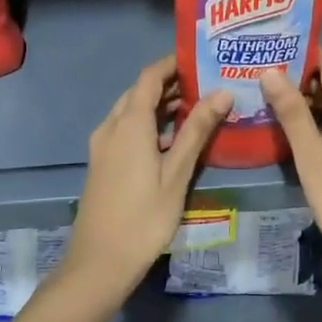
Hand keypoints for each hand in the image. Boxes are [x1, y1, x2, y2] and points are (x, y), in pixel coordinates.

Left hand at [62, 56, 230, 306]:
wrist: (99, 263)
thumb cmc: (143, 218)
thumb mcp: (177, 174)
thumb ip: (197, 131)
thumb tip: (222, 92)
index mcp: (129, 124)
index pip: (150, 77)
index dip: (173, 64)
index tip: (201, 58)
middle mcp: (112, 127)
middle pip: (140, 92)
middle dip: (171, 84)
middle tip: (208, 82)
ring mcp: (103, 146)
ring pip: (132, 111)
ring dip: (161, 105)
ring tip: (198, 106)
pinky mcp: (103, 163)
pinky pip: (127, 129)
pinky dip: (150, 124)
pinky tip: (174, 138)